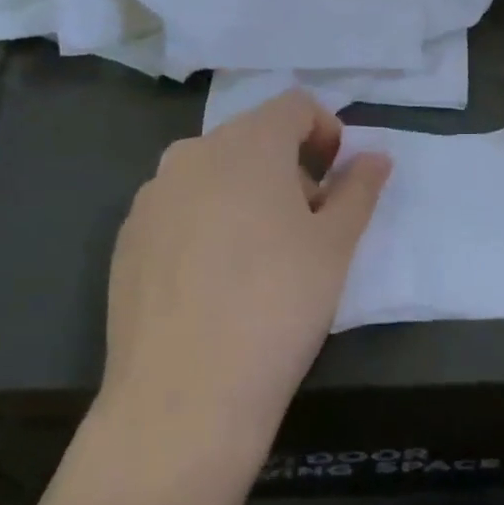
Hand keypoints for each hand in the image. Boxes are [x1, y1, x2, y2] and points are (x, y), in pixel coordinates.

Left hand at [99, 92, 391, 447]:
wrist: (181, 399)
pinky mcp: (127, 238)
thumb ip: (359, 189)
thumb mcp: (335, 246)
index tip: (336, 179)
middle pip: (253, 138)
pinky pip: (179, 208)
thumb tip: (376, 157)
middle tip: (308, 226)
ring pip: (213, 173)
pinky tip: (213, 282)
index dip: (325, 131)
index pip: (294, 105)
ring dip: (246, 193)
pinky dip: (206, 222)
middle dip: (288, 168)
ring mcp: (153, 195)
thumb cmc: (276, 306)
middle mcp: (193, 153)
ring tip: (261, 257)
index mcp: (248, 143)